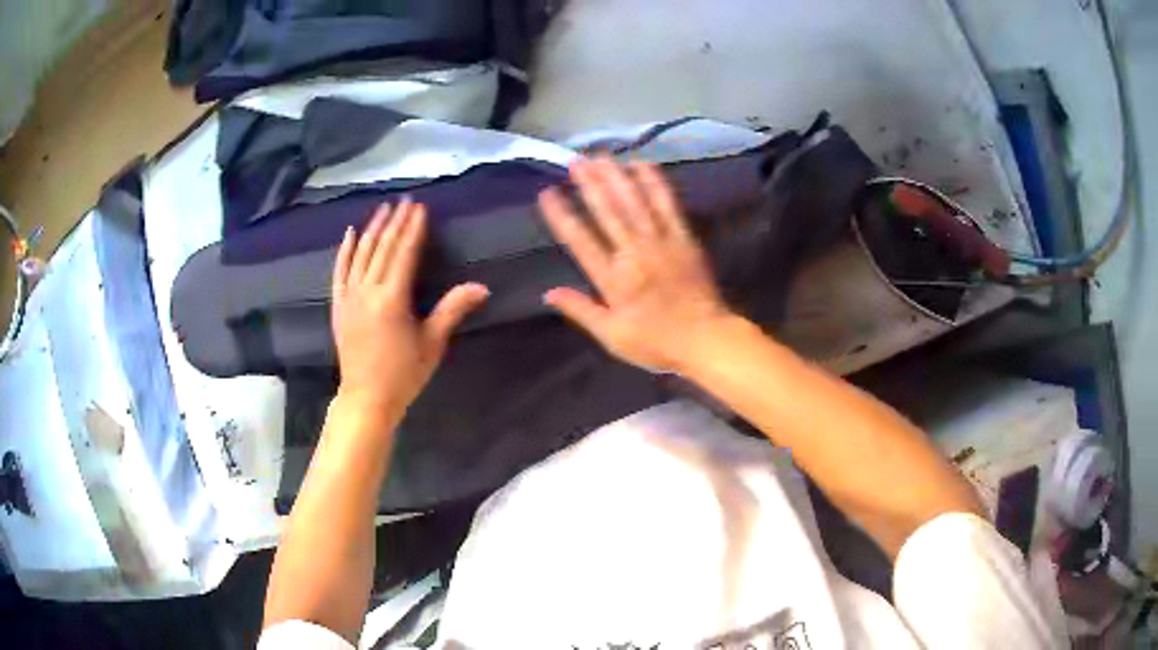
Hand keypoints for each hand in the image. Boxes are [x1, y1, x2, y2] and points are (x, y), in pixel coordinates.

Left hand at [331, 200, 488, 411]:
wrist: (366, 398)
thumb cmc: (403, 374)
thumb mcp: (432, 343)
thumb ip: (452, 310)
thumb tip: (481, 287)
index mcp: (393, 299)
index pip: (404, 253)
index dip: (413, 228)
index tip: (420, 207)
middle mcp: (368, 291)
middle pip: (382, 248)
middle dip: (395, 222)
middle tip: (405, 200)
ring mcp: (349, 297)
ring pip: (361, 254)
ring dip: (373, 229)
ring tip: (383, 208)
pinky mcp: (338, 305)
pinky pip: (339, 271)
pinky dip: (345, 250)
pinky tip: (350, 233)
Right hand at [539, 157, 731, 372]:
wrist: (706, 338)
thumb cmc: (656, 342)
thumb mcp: (612, 336)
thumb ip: (581, 310)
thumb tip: (548, 292)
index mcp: (613, 279)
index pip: (580, 240)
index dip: (562, 215)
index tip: (548, 193)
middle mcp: (633, 253)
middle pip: (608, 211)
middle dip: (589, 183)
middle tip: (575, 160)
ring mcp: (660, 241)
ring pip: (634, 201)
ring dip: (616, 176)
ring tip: (601, 156)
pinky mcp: (683, 237)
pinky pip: (667, 204)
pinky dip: (654, 182)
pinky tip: (642, 164)